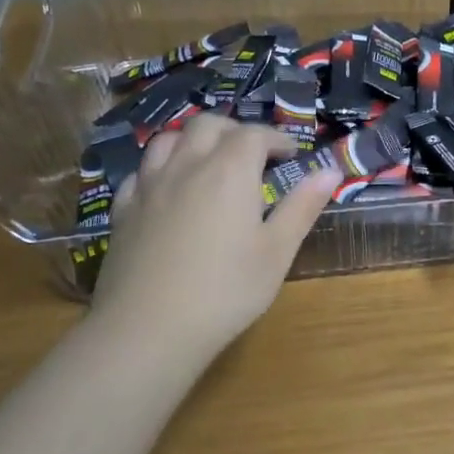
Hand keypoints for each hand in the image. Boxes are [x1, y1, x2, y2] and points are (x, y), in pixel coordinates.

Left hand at [88, 116, 339, 375]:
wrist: (148, 329)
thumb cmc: (226, 290)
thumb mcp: (277, 251)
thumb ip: (302, 206)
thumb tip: (330, 170)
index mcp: (230, 172)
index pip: (254, 134)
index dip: (276, 138)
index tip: (292, 155)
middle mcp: (187, 166)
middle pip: (208, 125)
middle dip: (236, 131)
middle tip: (254, 156)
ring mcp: (149, 186)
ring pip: (168, 139)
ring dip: (195, 140)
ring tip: (211, 163)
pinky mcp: (123, 210)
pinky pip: (142, 171)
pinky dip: (163, 168)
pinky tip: (171, 190)